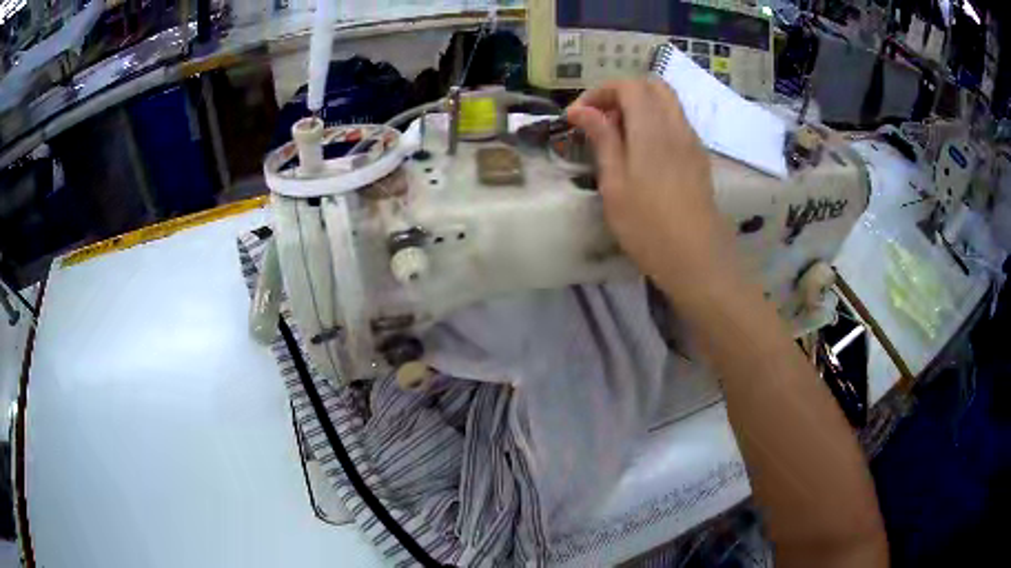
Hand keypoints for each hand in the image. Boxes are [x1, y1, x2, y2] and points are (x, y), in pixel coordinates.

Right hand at [566, 79, 735, 298]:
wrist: (697, 259)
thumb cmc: (648, 226)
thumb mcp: (614, 183)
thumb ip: (602, 139)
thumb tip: (581, 110)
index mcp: (652, 128)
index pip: (628, 85)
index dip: (599, 93)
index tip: (577, 117)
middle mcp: (676, 126)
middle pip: (652, 86)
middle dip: (622, 94)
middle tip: (601, 121)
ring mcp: (692, 142)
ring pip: (667, 103)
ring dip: (640, 107)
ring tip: (618, 138)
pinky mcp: (699, 158)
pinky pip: (676, 123)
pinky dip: (655, 122)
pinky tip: (642, 153)